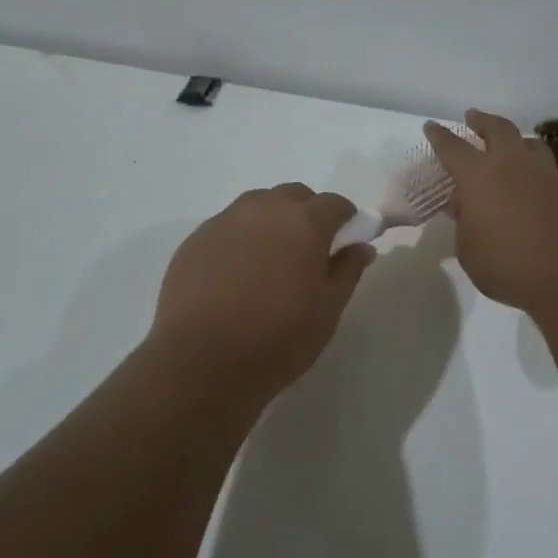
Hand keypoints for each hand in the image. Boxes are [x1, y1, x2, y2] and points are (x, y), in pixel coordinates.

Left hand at [151, 184, 375, 394]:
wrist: (200, 361)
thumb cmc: (277, 338)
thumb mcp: (327, 311)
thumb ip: (347, 271)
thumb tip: (361, 247)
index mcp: (304, 222)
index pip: (335, 203)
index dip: (346, 219)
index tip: (347, 242)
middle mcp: (264, 209)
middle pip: (294, 196)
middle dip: (308, 214)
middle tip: (309, 252)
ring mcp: (225, 221)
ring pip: (258, 205)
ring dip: (273, 220)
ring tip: (271, 260)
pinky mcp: (196, 239)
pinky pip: (228, 226)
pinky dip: (241, 238)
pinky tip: (237, 274)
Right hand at [425, 110, 557, 313]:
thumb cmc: (510, 264)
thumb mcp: (470, 252)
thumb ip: (465, 226)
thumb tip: (468, 207)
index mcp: (479, 176)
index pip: (453, 148)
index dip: (440, 137)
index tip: (431, 126)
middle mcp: (512, 164)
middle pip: (497, 129)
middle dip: (482, 121)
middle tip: (473, 117)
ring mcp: (546, 174)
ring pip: (529, 143)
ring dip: (515, 140)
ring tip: (509, 145)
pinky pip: (547, 168)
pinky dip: (534, 168)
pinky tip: (531, 183)